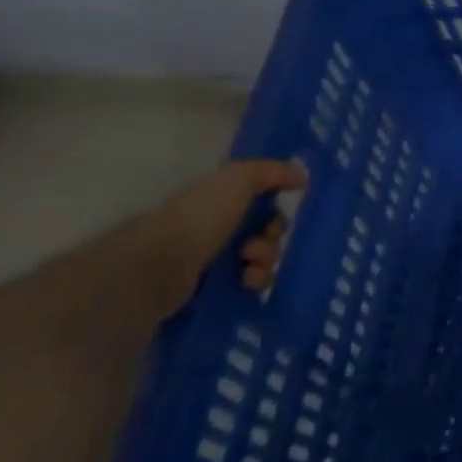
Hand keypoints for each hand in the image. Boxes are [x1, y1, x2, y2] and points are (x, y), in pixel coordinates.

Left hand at [133, 159, 306, 312]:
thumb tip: (302, 176)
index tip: (275, 216)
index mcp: (217, 202)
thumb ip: (271, 171)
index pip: (260, 204)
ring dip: (266, 260)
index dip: (275, 209)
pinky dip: (255, 281)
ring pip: (261, 259)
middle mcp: (214, 229)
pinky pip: (250, 284)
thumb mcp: (238, 179)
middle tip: (260, 243)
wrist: (158, 268)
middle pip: (265, 232)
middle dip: (273, 238)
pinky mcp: (211, 289)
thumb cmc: (199, 218)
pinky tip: (246, 282)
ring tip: (250, 266)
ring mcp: (211, 260)